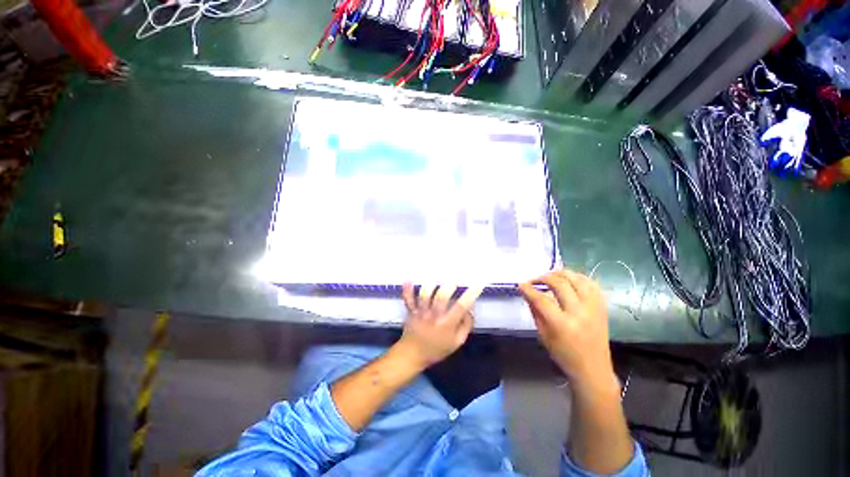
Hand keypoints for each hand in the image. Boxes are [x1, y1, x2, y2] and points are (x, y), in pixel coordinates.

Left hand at [397, 283, 483, 369]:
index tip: (478, 283)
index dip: (471, 295)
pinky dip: (407, 289)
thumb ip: (465, 325)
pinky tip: (409, 279)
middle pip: (441, 297)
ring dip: (430, 285)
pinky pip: (408, 299)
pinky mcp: (411, 311)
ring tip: (436, 277)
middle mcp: (434, 316)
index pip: (461, 307)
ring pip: (425, 295)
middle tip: (455, 278)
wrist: (413, 354)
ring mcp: (421, 312)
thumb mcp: (457, 342)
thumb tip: (470, 308)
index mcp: (447, 324)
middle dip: (449, 286)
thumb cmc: (437, 348)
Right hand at [519, 270, 615, 390]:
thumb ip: (535, 311)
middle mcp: (580, 313)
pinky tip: (569, 279)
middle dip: (544, 277)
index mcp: (562, 324)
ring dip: (562, 273)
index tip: (521, 284)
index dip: (529, 289)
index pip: (542, 299)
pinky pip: (592, 284)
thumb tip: (527, 292)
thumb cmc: (564, 355)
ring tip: (551, 275)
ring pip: (578, 279)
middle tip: (535, 280)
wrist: (594, 369)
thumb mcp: (543, 335)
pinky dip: (579, 278)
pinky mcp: (602, 308)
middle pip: (560, 284)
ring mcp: (594, 309)